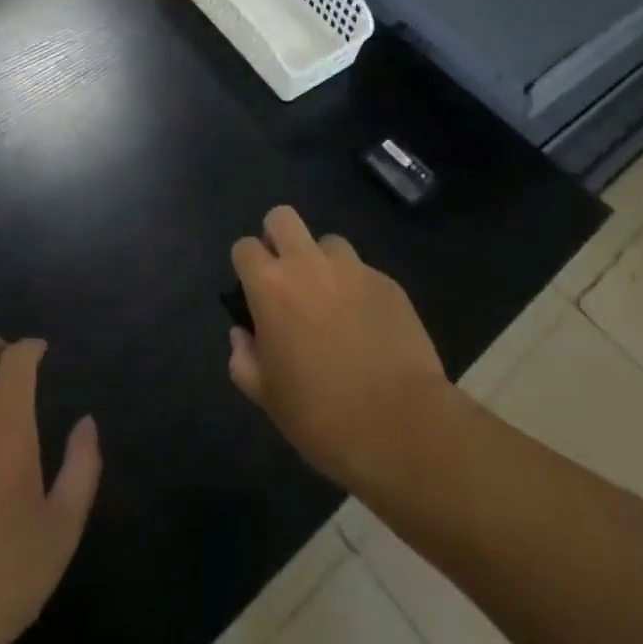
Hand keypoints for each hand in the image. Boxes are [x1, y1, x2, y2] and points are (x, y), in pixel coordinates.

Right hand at [228, 207, 451, 492]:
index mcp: (271, 287)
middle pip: (283, 218)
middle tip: (286, 276)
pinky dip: (358, 289)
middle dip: (278, 237)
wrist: (400, 425)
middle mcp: (309, 264)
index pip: (245, 247)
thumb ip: (244, 358)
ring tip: (332, 301)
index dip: (246, 265)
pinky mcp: (388, 282)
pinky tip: (368, 325)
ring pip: (328, 242)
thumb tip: (243, 335)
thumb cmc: (320, 415)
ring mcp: (353, 269)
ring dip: (323, 263)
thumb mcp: (266, 396)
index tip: (253, 291)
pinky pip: (364, 272)